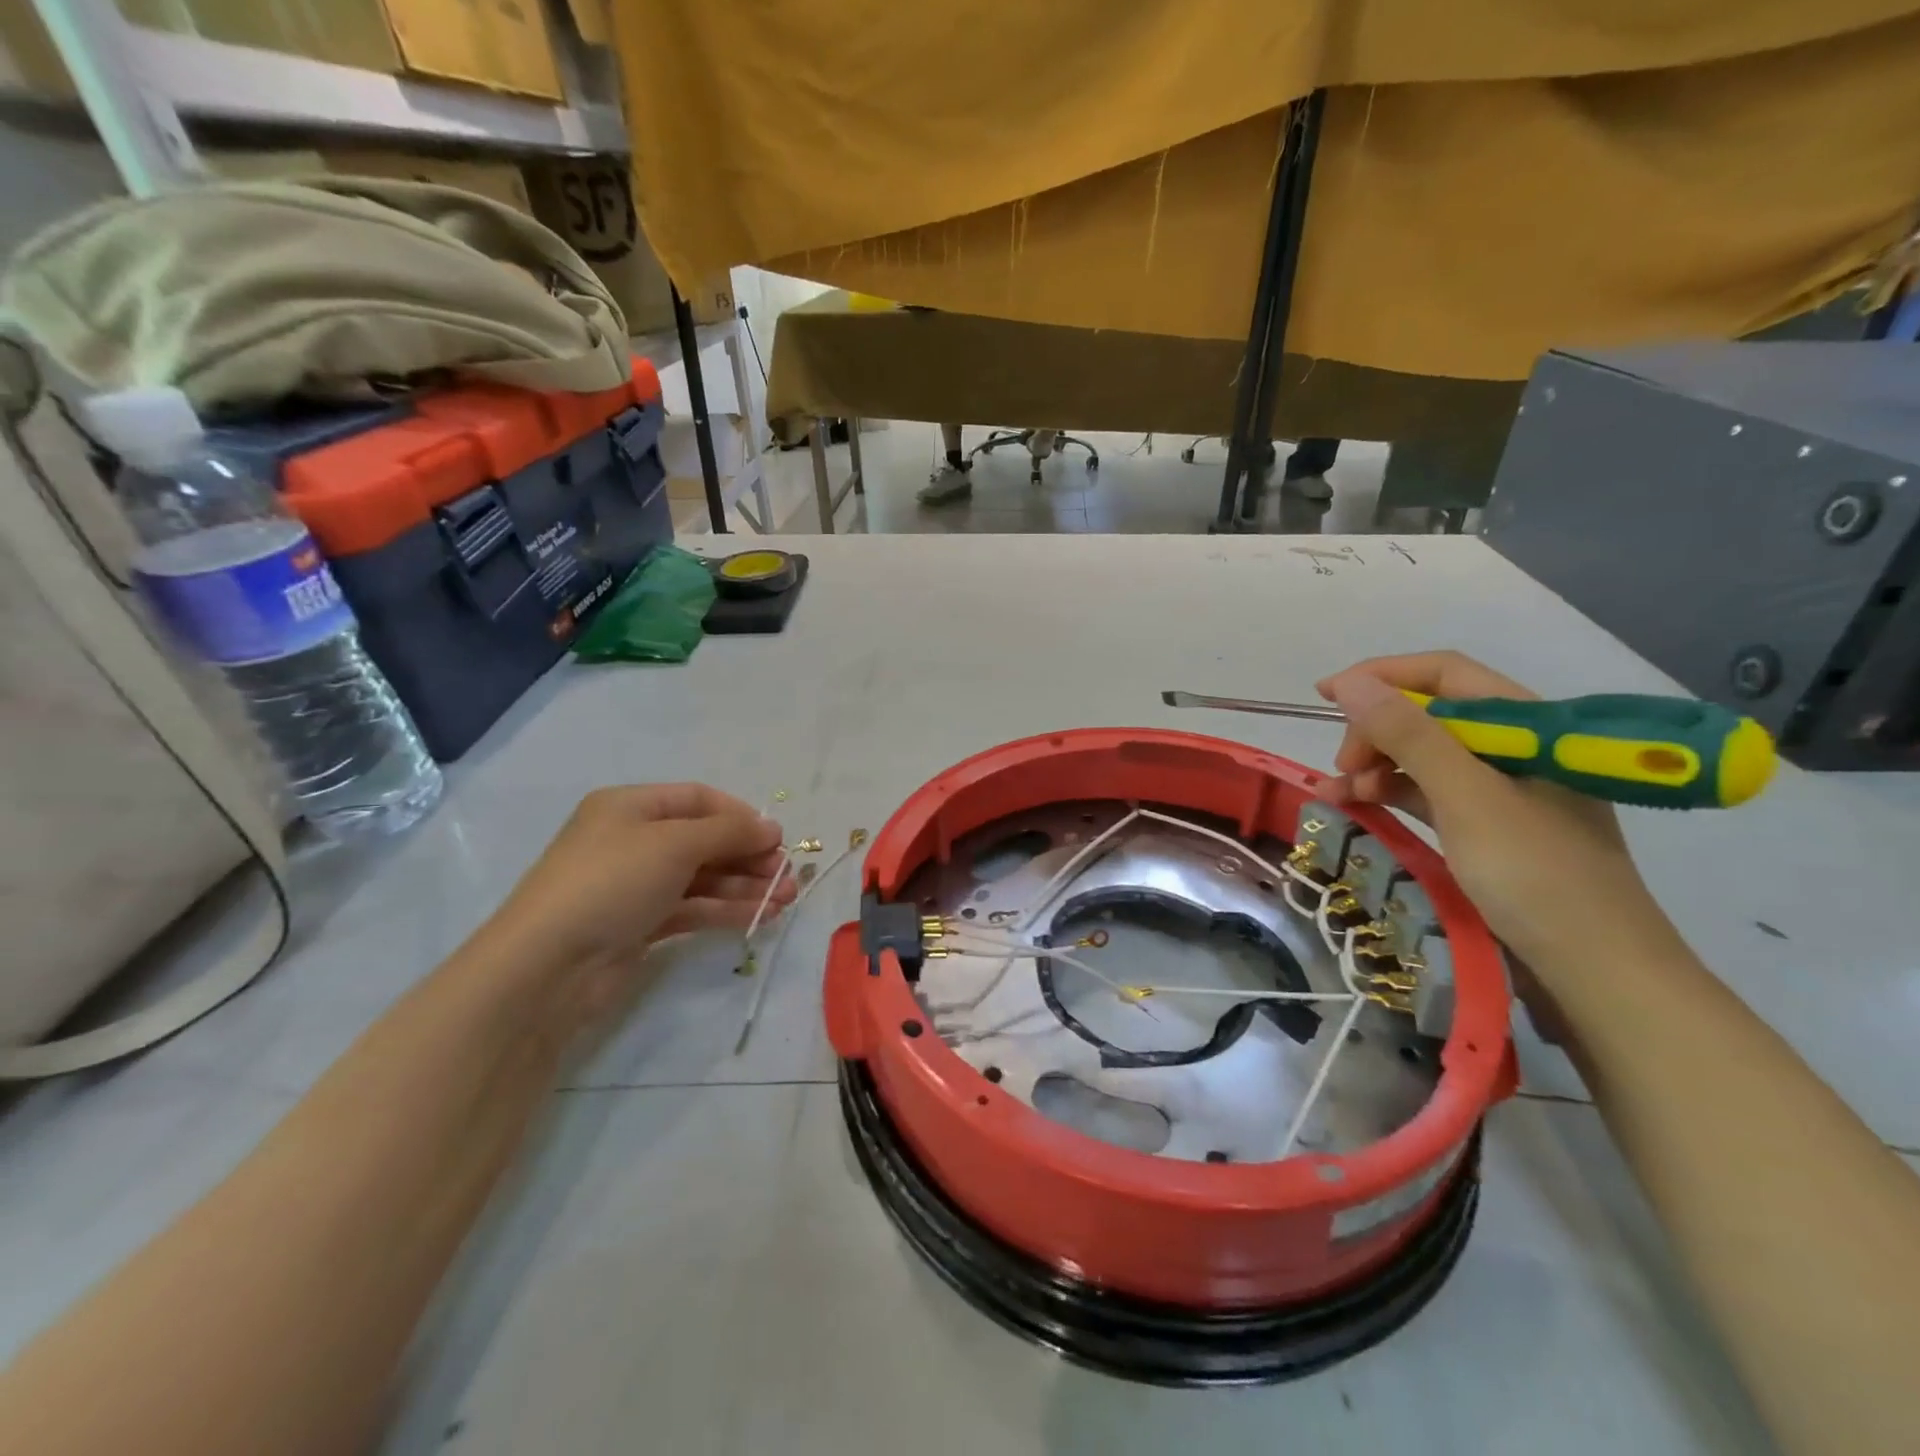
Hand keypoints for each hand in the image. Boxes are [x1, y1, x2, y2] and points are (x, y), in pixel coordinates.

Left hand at [489, 784, 795, 977]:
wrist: (547, 966)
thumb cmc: (612, 882)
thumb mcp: (675, 843)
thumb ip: (729, 832)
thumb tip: (771, 828)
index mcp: (631, 807)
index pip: (698, 799)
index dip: (740, 815)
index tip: (777, 838)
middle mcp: (633, 840)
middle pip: (705, 840)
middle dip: (748, 855)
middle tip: (787, 875)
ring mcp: (637, 885)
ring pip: (703, 877)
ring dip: (746, 885)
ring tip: (786, 899)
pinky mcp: (641, 925)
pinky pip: (693, 908)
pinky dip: (727, 909)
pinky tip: (761, 915)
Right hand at [1315, 652, 1672, 971]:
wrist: (1597, 973)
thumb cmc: (1536, 876)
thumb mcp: (1466, 799)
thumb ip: (1409, 737)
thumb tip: (1351, 683)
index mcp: (1529, 727)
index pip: (1447, 674)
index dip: (1383, 676)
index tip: (1327, 695)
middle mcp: (1516, 750)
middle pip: (1430, 715)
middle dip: (1376, 731)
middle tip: (1343, 767)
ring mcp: (1502, 791)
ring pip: (1424, 756)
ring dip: (1375, 765)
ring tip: (1336, 793)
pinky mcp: (1487, 827)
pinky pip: (1428, 793)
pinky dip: (1390, 794)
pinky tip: (1358, 806)